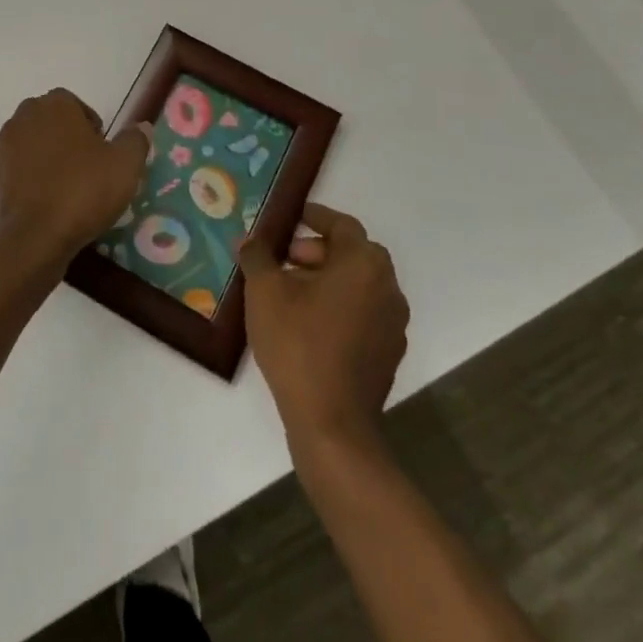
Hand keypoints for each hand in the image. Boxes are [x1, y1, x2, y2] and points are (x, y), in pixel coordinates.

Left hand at [0, 89, 148, 275]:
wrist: (31, 239)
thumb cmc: (82, 192)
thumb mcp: (125, 166)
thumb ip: (135, 141)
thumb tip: (141, 128)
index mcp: (54, 106)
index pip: (74, 104)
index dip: (91, 126)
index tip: (103, 153)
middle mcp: (23, 119)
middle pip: (50, 123)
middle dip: (67, 140)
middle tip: (89, 170)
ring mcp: (3, 149)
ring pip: (32, 148)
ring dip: (48, 161)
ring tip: (68, 191)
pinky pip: (18, 174)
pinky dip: (31, 184)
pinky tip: (48, 208)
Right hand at [240, 202, 408, 445]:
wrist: (332, 424)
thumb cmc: (298, 344)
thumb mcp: (265, 292)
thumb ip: (257, 257)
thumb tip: (249, 240)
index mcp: (363, 263)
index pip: (341, 224)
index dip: (314, 217)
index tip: (290, 217)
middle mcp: (387, 286)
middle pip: (352, 253)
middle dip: (316, 250)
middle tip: (283, 259)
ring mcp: (392, 323)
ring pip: (358, 285)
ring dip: (327, 279)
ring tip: (289, 292)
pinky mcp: (388, 353)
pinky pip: (362, 313)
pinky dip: (338, 307)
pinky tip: (307, 324)